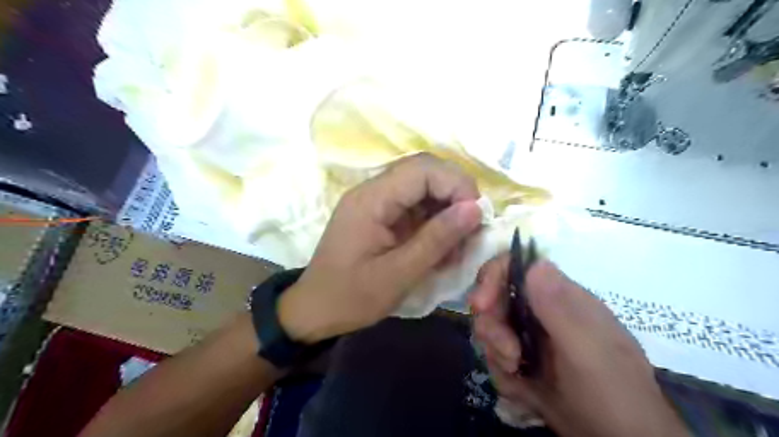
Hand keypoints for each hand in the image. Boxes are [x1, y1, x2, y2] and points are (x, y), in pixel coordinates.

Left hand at [274, 153, 481, 344]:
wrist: (314, 310)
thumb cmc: (351, 297)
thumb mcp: (398, 274)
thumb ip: (437, 239)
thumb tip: (475, 208)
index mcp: (372, 199)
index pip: (423, 169)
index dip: (456, 184)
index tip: (477, 216)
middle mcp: (373, 191)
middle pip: (424, 172)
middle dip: (456, 194)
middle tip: (473, 227)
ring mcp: (376, 202)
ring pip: (423, 188)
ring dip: (447, 210)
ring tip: (459, 243)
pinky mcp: (381, 215)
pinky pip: (415, 206)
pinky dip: (434, 222)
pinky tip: (443, 247)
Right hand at [471, 255, 690, 436]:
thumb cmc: (612, 393)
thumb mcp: (588, 350)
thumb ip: (560, 308)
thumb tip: (536, 263)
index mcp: (559, 297)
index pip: (517, 267)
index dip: (493, 278)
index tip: (481, 304)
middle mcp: (542, 311)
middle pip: (495, 299)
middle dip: (492, 326)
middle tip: (507, 353)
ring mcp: (531, 336)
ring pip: (492, 329)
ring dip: (496, 352)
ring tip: (516, 373)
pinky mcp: (524, 361)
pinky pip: (496, 357)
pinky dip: (503, 375)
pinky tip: (522, 390)